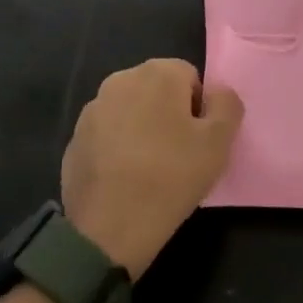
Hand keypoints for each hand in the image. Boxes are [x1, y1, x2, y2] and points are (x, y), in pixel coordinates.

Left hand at [61, 59, 243, 276]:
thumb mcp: (218, 144)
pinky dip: (118, 148)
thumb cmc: (169, 179)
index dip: (199, 111)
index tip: (196, 144)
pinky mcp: (75, 136)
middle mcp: (122, 78)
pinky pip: (108, 134)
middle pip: (159, 91)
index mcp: (158, 72)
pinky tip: (123, 180)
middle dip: (170, 116)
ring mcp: (94, 108)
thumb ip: (227, 106)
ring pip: (132, 111)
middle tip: (177, 158)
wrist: (105, 230)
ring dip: (143, 130)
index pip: (190, 78)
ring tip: (149, 171)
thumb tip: (217, 92)